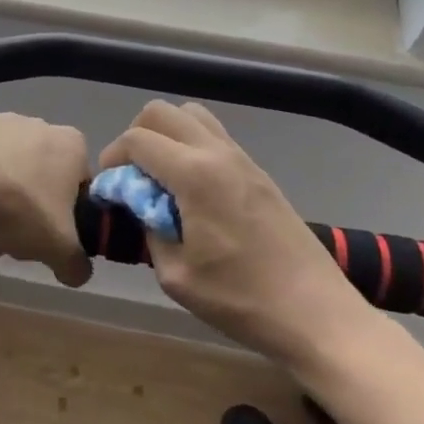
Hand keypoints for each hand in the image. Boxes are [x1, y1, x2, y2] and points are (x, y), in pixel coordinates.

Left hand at [0, 113, 92, 287]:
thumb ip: (77, 264)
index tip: (47, 237)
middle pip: (39, 179)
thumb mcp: (57, 249)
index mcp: (70, 144)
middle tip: (9, 241)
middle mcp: (37, 123)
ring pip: (6, 171)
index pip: (79, 185)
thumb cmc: (16, 209)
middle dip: (27, 212)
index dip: (67, 217)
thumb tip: (78, 272)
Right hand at [99, 101, 363, 366]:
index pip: (137, 139)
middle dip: (136, 136)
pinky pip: (215, 136)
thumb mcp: (177, 276)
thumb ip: (150, 229)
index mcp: (194, 174)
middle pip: (162, 112)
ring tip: (163, 178)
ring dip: (167, 135)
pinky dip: (192, 146)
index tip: (109, 188)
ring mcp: (242, 158)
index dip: (112, 158)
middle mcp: (217, 153)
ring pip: (192, 115)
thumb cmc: (241, 300)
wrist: (315, 311)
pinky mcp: (258, 171)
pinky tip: (193, 190)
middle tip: (133, 177)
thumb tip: (141, 206)